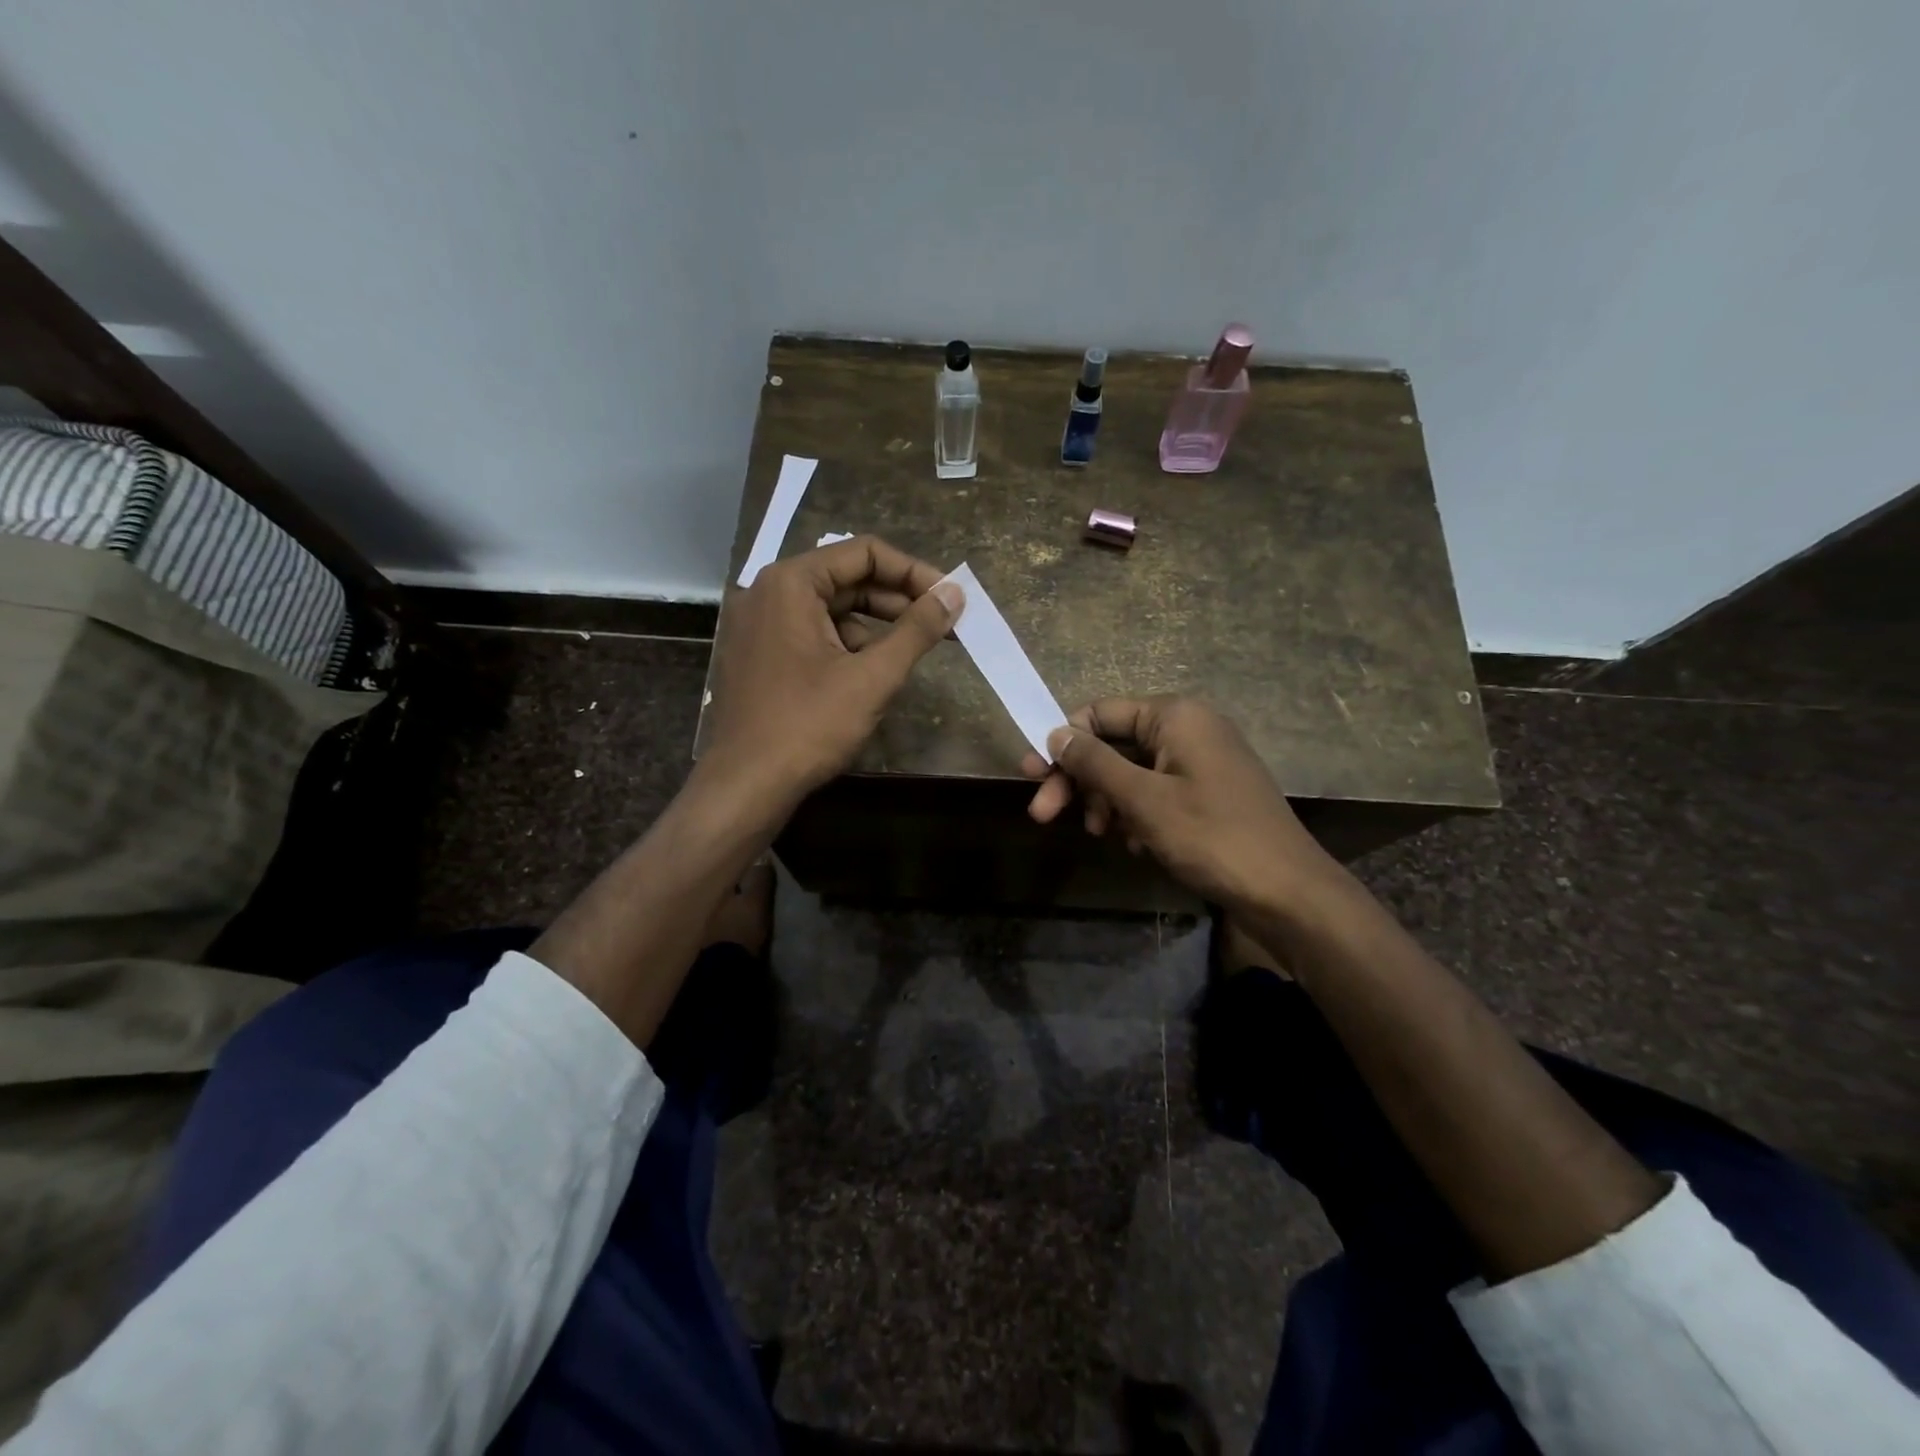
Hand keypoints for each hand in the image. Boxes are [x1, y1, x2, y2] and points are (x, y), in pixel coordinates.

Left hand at [701, 536, 961, 808]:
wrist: (747, 785)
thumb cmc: (809, 725)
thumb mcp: (872, 677)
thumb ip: (916, 630)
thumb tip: (954, 594)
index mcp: (791, 582)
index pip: (865, 553)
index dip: (914, 572)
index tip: (950, 598)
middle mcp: (770, 592)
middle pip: (848, 578)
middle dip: (899, 600)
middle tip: (944, 624)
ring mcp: (761, 624)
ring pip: (833, 609)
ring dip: (877, 626)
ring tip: (915, 652)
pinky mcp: (762, 654)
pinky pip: (815, 634)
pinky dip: (849, 646)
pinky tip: (874, 674)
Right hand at [1022, 696, 1346, 918]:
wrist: (1287, 892)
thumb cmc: (1211, 836)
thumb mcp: (1143, 799)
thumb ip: (1095, 763)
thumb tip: (1055, 733)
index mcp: (1175, 716)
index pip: (1100, 712)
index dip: (1062, 743)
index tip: (1031, 778)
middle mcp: (1189, 728)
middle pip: (1113, 744)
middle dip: (1079, 780)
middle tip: (1043, 816)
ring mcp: (1202, 761)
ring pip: (1132, 771)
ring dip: (1107, 801)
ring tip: (1103, 836)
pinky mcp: (1209, 792)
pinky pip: (1156, 791)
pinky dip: (1136, 814)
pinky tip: (1134, 844)